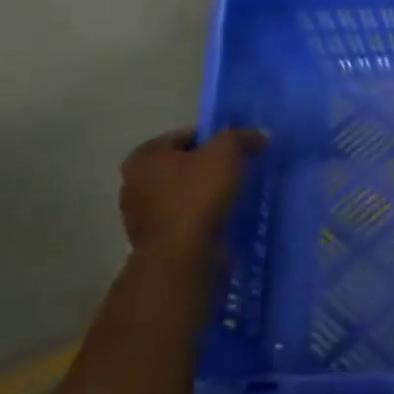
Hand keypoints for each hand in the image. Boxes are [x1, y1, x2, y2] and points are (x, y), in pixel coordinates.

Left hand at [118, 128, 264, 261]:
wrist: (182, 258)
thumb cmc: (197, 196)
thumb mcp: (226, 153)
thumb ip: (242, 137)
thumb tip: (259, 135)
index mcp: (144, 156)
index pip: (186, 137)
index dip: (214, 140)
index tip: (237, 150)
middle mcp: (133, 183)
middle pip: (182, 166)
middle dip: (208, 168)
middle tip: (237, 172)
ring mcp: (140, 217)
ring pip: (182, 194)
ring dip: (204, 195)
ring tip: (233, 197)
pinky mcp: (154, 243)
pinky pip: (183, 220)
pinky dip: (200, 218)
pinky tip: (222, 219)